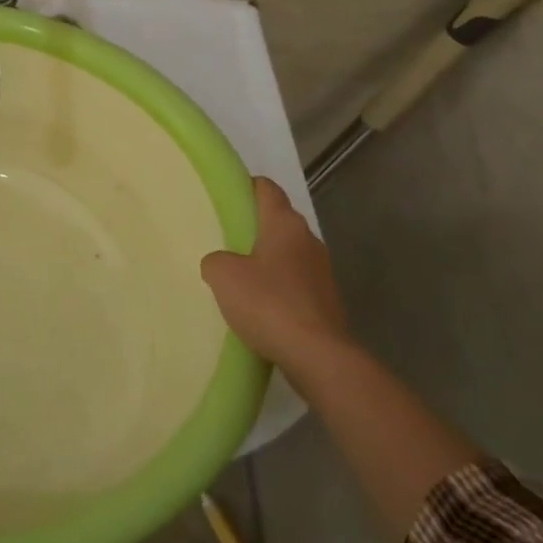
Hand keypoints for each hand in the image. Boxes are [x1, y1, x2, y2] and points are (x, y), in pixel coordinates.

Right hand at [200, 178, 348, 374]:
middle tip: (226, 238)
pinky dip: (280, 286)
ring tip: (240, 275)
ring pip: (289, 253)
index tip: (227, 197)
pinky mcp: (327, 300)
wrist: (318, 356)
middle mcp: (308, 239)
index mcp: (285, 224)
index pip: (267, 188)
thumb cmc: (269, 304)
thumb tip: (221, 262)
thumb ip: (215, 260)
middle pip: (279, 220)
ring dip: (268, 259)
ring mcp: (322, 271)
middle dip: (255, 226)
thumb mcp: (223, 276)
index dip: (247, 187)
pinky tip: (261, 305)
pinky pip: (297, 282)